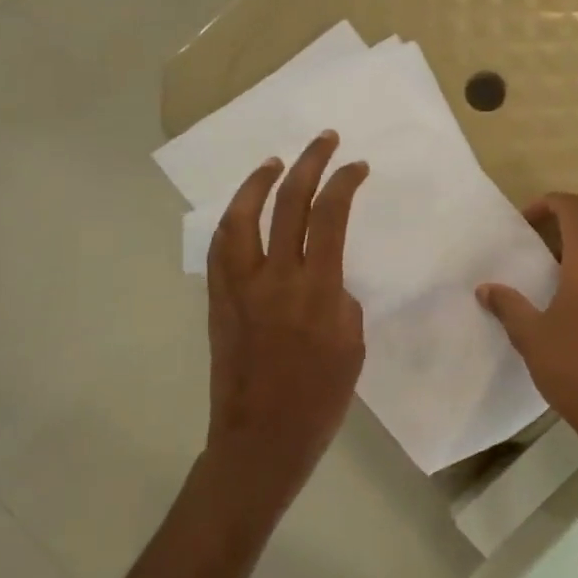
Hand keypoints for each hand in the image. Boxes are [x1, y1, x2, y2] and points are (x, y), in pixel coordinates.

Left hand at [205, 131, 368, 504]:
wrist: (262, 437)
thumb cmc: (319, 399)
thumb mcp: (352, 346)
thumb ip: (340, 301)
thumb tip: (324, 280)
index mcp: (317, 290)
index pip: (330, 216)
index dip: (344, 182)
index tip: (357, 166)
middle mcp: (275, 278)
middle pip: (289, 203)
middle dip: (309, 163)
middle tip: (324, 140)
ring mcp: (240, 286)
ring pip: (242, 218)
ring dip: (259, 182)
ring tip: (275, 163)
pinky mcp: (219, 300)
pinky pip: (222, 248)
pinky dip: (234, 220)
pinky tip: (244, 212)